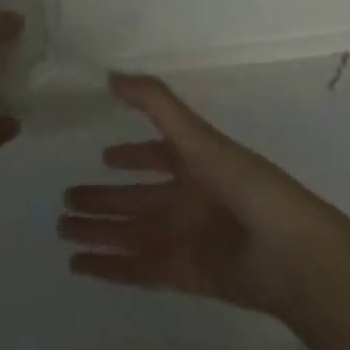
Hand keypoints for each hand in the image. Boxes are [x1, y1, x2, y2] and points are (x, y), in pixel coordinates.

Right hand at [58, 73, 349, 320]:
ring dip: (98, 231)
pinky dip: (109, 267)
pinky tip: (79, 265)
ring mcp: (184, 238)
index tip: (103, 156)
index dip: (131, 156)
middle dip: (102, 199)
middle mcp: (186, 198)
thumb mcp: (195, 134)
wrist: (288, 253)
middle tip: (65, 199)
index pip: (154, 155)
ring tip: (62, 228)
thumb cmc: (242, 182)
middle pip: (135, 198)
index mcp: (193, 162)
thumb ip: (154, 101)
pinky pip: (138, 268)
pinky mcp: (183, 274)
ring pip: (130, 233)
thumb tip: (110, 74)